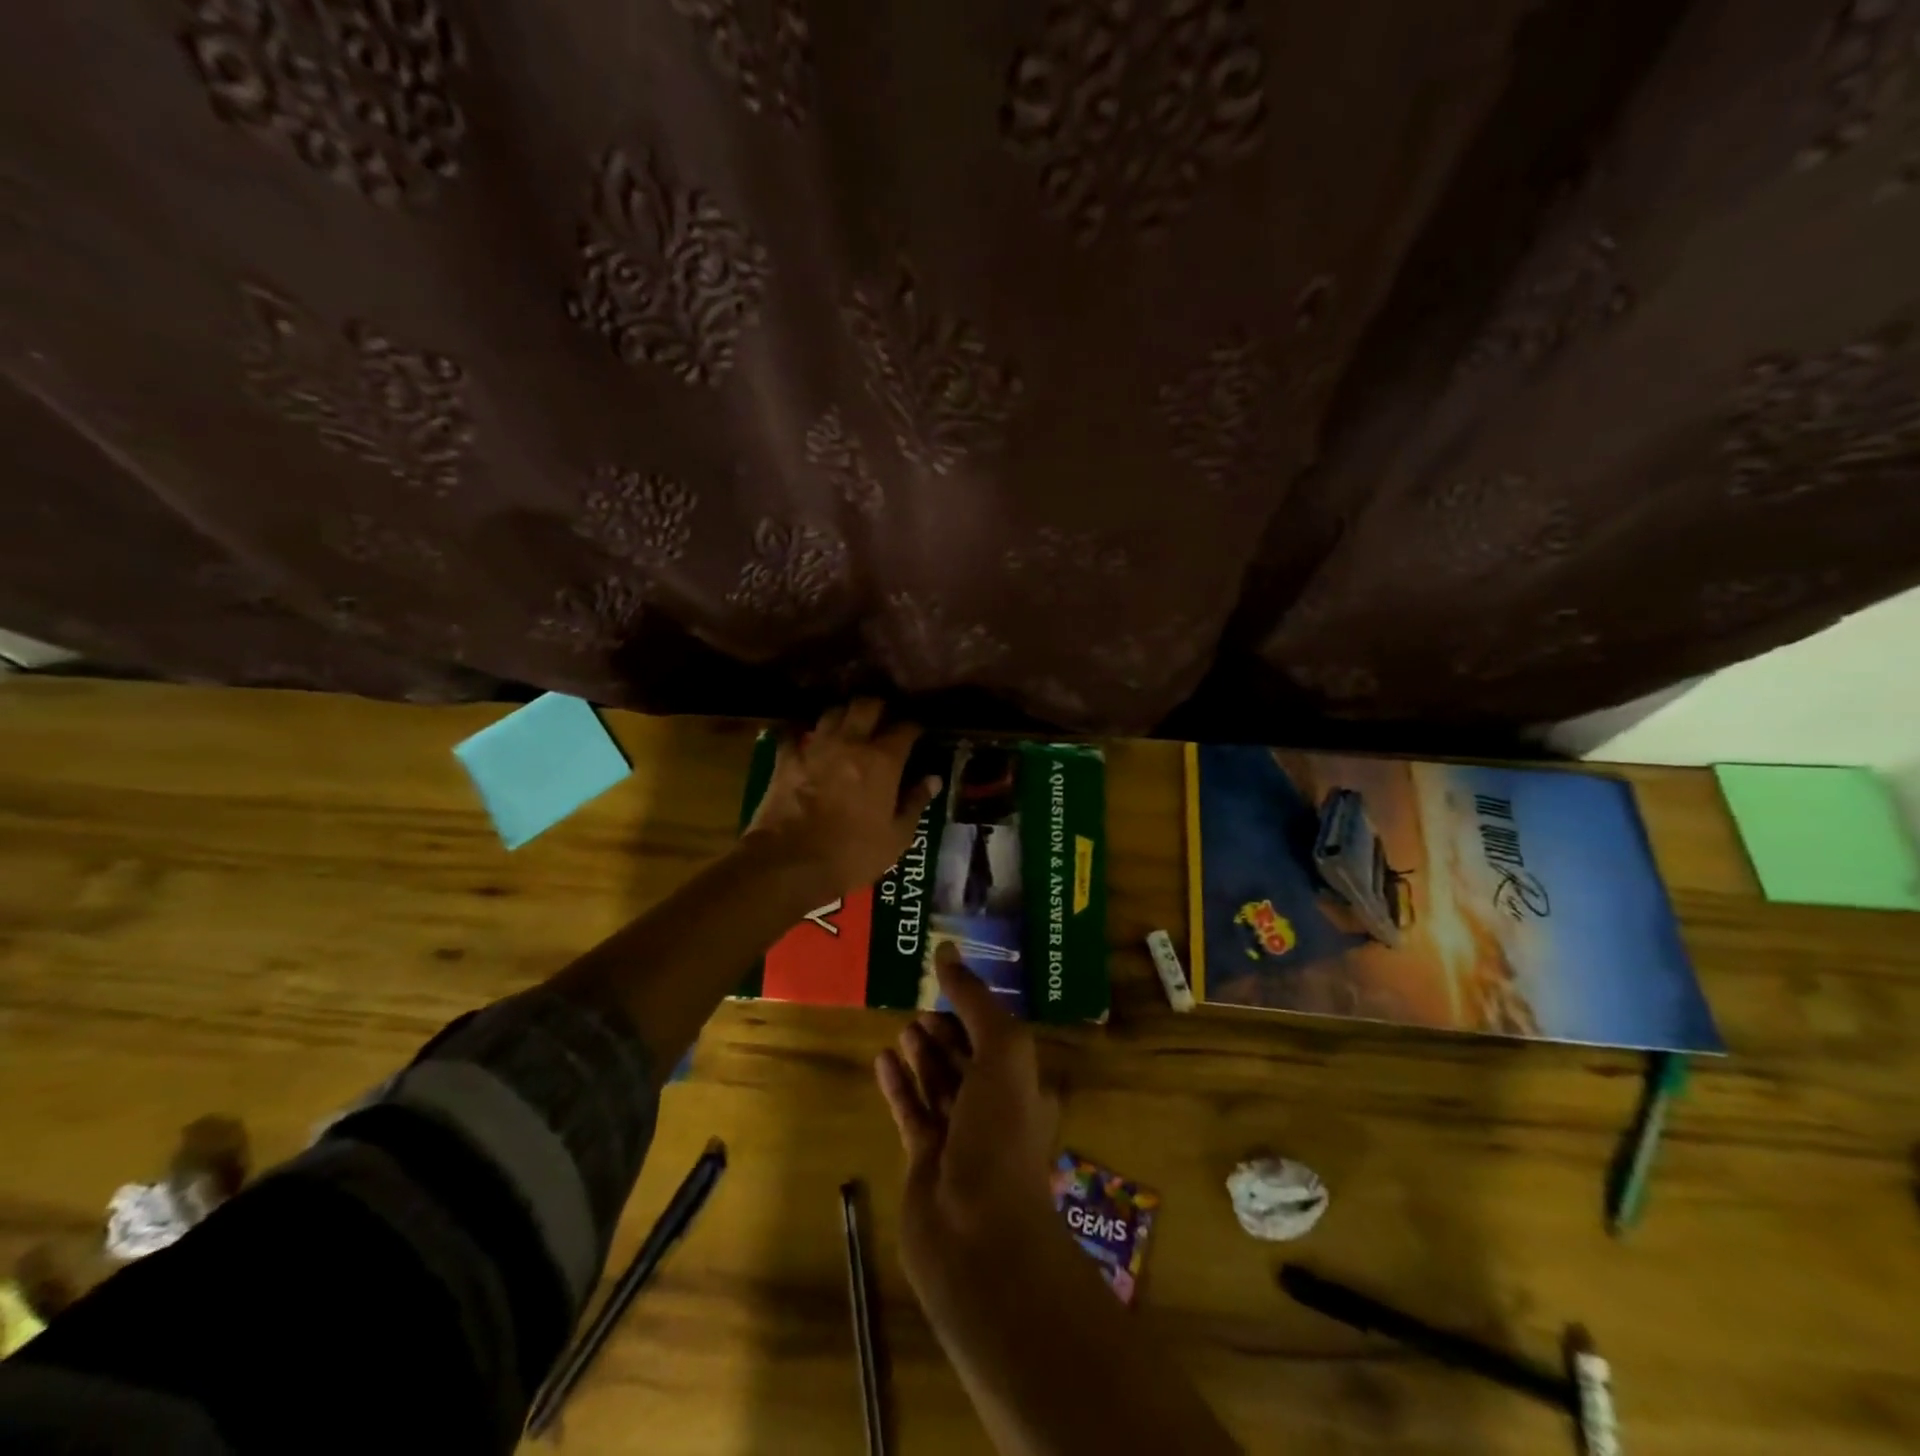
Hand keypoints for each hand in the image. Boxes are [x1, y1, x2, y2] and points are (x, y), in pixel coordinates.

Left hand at [742, 699, 939, 905]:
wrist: (789, 864)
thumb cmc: (851, 855)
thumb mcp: (896, 837)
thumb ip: (915, 803)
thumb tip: (933, 779)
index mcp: (883, 760)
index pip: (905, 728)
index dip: (914, 727)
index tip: (918, 732)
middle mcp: (850, 743)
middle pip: (866, 705)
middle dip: (878, 707)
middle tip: (883, 719)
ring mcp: (815, 747)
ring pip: (832, 712)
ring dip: (843, 715)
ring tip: (848, 726)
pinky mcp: (786, 759)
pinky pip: (794, 734)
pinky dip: (802, 733)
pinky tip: (806, 740)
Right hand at [875, 946, 1060, 1299]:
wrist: (978, 1237)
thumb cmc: (1000, 1135)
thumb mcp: (1002, 1054)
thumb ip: (974, 1001)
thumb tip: (947, 950)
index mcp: (1023, 1085)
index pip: (997, 1036)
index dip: (973, 1008)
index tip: (945, 982)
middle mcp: (994, 1109)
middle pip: (967, 1059)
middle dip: (946, 1032)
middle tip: (918, 1007)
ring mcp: (959, 1138)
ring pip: (939, 1085)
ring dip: (922, 1056)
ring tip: (901, 1029)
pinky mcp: (925, 1161)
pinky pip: (911, 1112)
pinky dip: (899, 1086)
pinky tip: (882, 1061)